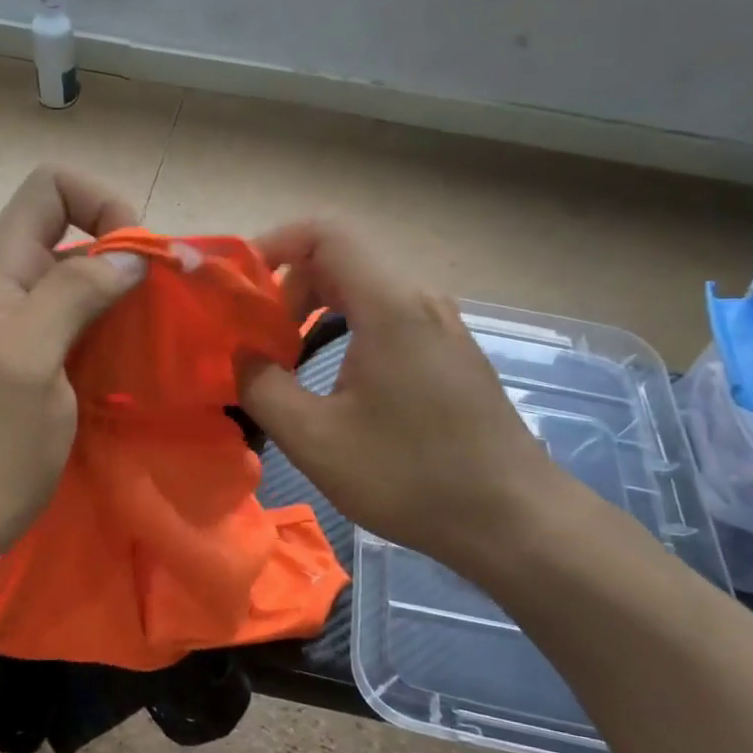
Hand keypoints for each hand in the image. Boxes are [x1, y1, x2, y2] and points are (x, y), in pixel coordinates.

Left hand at [0, 167, 147, 590]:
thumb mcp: (25, 363)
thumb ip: (72, 295)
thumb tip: (130, 256)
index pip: (52, 189)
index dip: (103, 205)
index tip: (141, 263)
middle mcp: (6, 291)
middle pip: (74, 237)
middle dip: (126, 260)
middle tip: (165, 311)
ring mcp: (15, 335)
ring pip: (80, 288)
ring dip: (125, 304)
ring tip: (158, 343)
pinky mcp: (28, 373)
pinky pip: (78, 334)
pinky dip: (112, 339)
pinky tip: (133, 372)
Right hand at [239, 221, 582, 578]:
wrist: (512, 519)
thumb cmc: (410, 476)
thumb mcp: (316, 439)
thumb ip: (262, 387)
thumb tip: (242, 356)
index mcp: (389, 306)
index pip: (325, 234)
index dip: (274, 244)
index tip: (240, 286)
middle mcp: (419, 300)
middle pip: (342, 260)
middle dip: (288, 289)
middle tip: (258, 339)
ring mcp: (442, 325)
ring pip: (365, 291)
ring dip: (316, 312)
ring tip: (288, 362)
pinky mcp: (451, 352)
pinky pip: (388, 317)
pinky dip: (348, 329)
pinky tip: (337, 381)